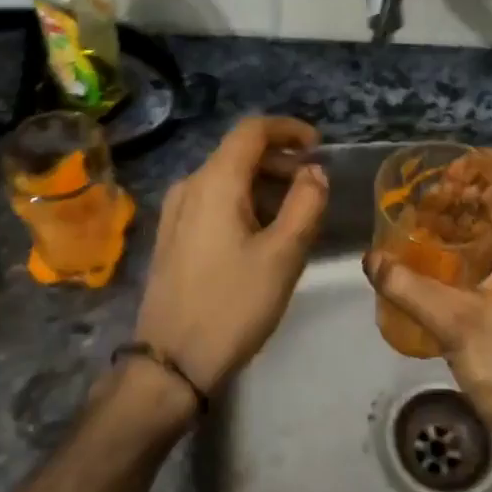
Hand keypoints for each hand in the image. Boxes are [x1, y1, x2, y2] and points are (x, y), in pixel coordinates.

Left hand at [134, 115, 327, 393]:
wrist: (172, 362)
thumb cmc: (233, 305)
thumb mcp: (283, 255)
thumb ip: (307, 204)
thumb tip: (315, 173)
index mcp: (214, 182)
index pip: (252, 130)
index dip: (289, 129)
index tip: (319, 147)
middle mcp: (189, 186)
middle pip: (239, 153)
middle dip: (281, 161)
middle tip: (314, 188)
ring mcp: (175, 212)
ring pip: (226, 179)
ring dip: (264, 185)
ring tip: (295, 216)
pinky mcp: (172, 236)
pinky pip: (213, 201)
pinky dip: (244, 203)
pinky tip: (263, 234)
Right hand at [365, 152, 491, 455]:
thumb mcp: (452, 320)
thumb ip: (407, 285)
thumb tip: (370, 258)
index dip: (491, 162)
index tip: (452, 160)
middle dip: (469, 191)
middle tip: (427, 193)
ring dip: (466, 220)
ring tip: (424, 219)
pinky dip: (466, 250)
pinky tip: (434, 261)